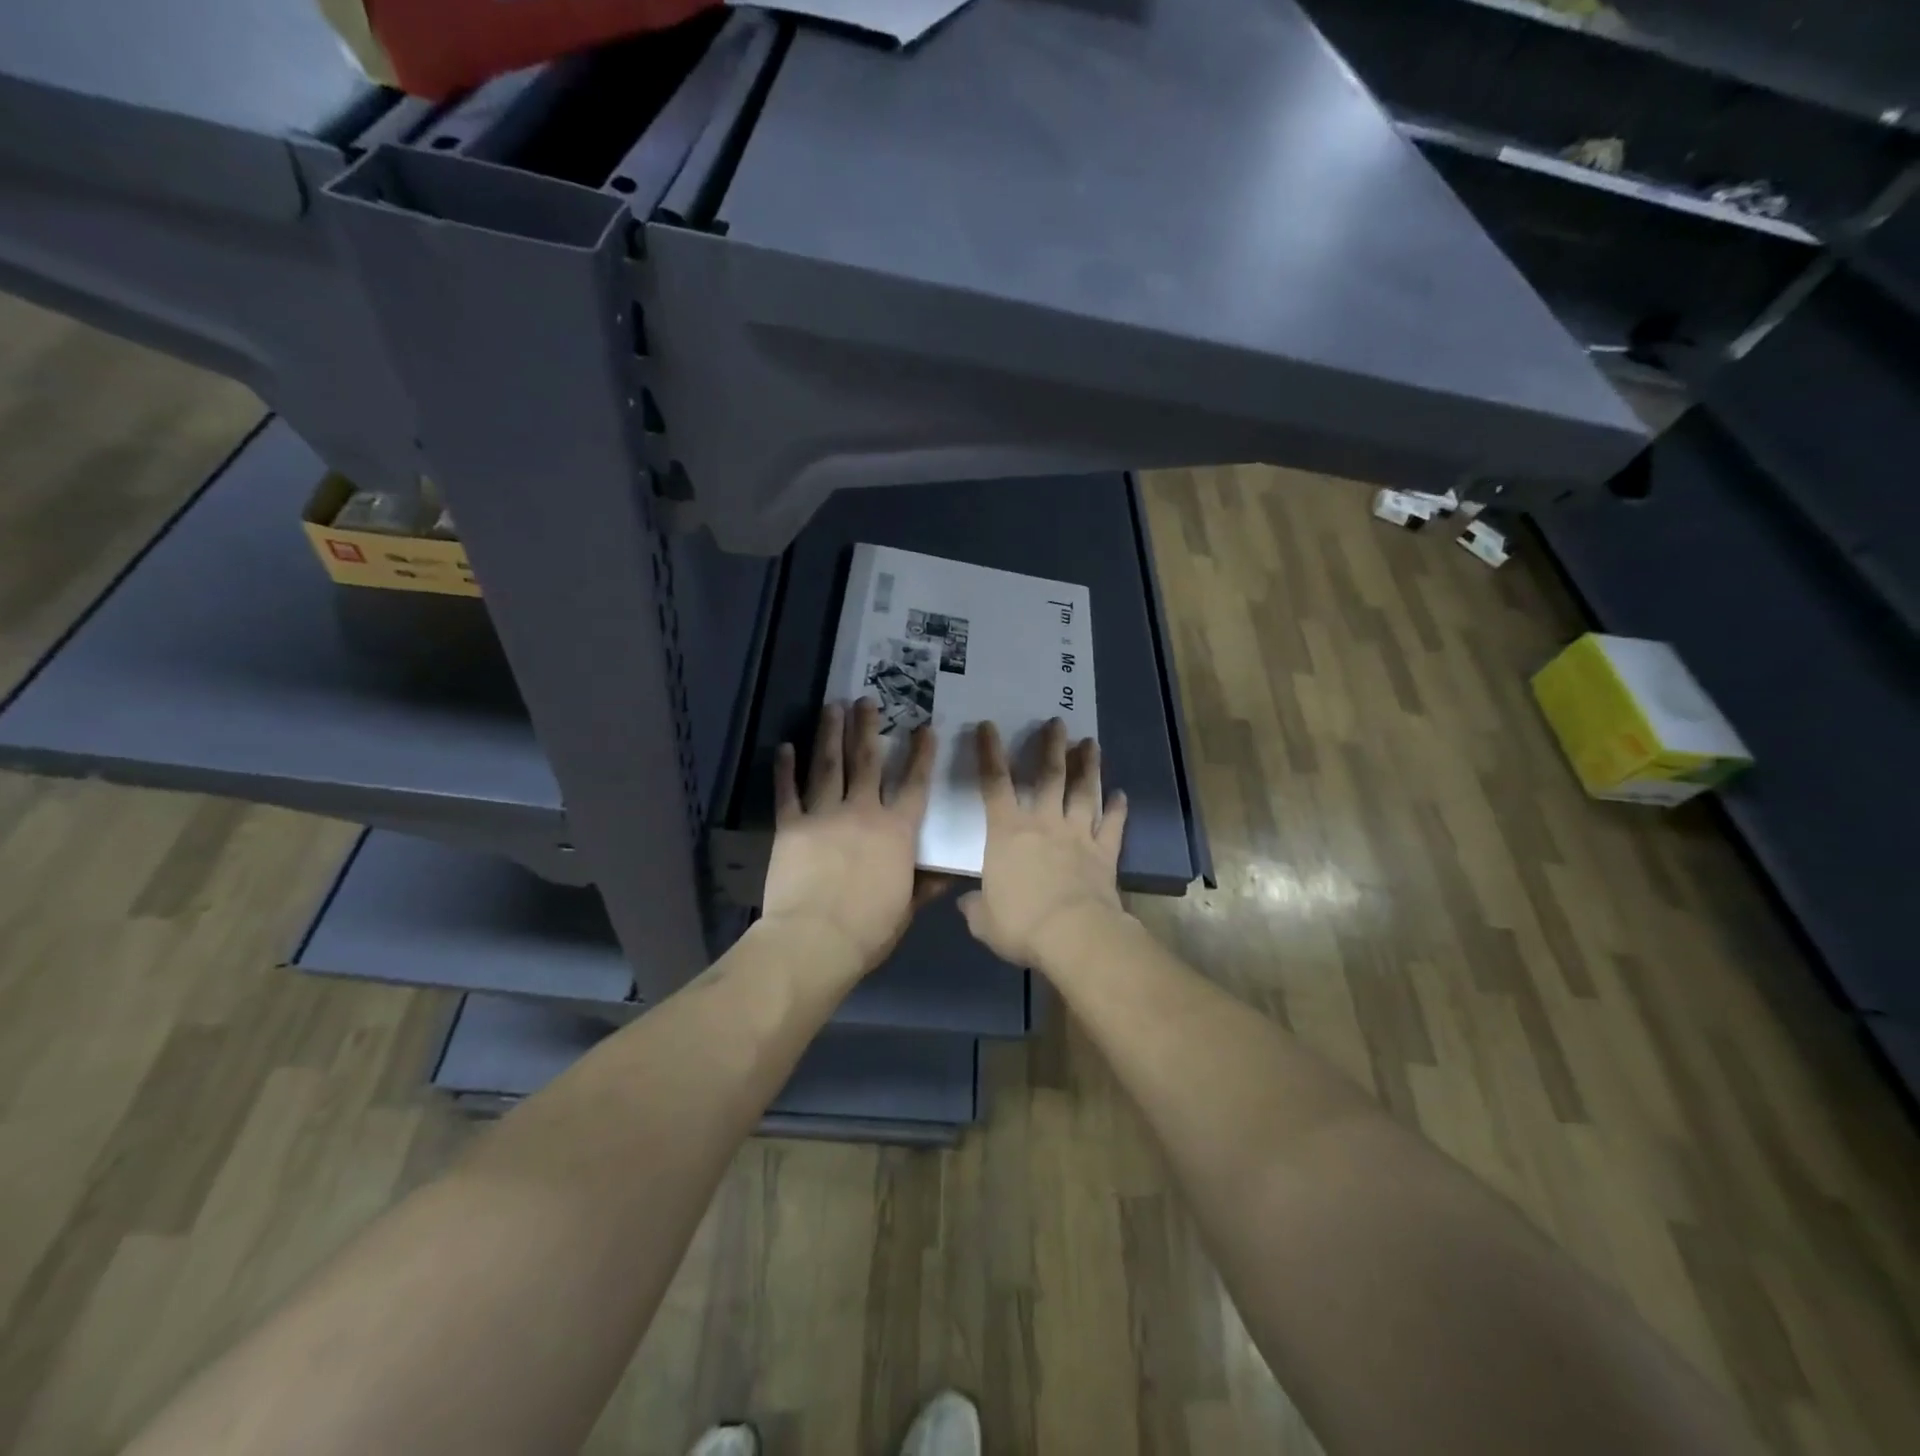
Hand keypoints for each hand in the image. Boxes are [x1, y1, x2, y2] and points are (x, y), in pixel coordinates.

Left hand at [760, 698, 944, 975]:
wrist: (814, 940)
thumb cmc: (868, 930)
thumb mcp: (906, 908)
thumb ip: (926, 885)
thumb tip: (951, 872)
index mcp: (896, 831)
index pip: (914, 785)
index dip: (921, 755)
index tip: (924, 728)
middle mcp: (862, 812)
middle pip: (868, 761)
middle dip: (868, 727)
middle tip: (868, 699)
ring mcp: (824, 815)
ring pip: (829, 765)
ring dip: (831, 733)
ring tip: (833, 706)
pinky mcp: (792, 826)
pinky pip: (788, 791)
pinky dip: (785, 769)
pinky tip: (786, 747)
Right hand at [958, 718, 1129, 967]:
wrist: (1073, 935)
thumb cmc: (1021, 923)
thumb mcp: (984, 920)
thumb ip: (975, 907)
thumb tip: (966, 903)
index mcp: (1007, 833)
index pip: (994, 784)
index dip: (990, 753)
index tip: (988, 726)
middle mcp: (1044, 823)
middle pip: (1049, 776)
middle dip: (1051, 746)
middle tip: (1057, 722)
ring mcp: (1078, 835)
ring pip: (1084, 792)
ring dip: (1088, 766)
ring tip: (1091, 744)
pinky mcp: (1104, 853)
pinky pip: (1112, 826)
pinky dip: (1118, 809)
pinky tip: (1121, 795)